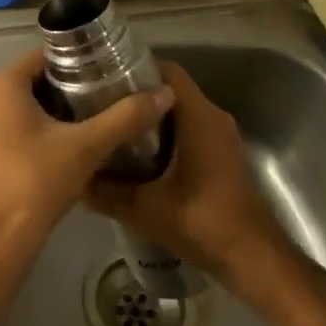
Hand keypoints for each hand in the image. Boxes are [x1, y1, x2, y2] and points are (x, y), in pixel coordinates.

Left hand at [0, 49, 174, 252]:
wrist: (0, 238)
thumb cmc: (38, 182)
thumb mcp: (88, 146)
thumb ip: (126, 116)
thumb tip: (165, 93)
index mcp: (1, 83)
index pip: (45, 55)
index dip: (79, 60)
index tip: (109, 69)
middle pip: (35, 77)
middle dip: (70, 84)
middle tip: (108, 92)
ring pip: (25, 100)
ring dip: (56, 105)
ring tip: (96, 112)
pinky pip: (13, 119)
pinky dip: (38, 123)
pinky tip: (70, 136)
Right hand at [88, 60, 293, 291]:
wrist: (252, 257)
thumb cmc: (202, 221)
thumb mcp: (144, 209)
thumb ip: (106, 192)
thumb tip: (74, 179)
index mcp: (198, 116)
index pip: (167, 71)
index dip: (134, 67)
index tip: (101, 76)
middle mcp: (212, 117)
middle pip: (170, 90)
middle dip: (135, 93)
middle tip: (98, 103)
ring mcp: (221, 136)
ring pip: (179, 111)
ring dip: (148, 116)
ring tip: (111, 126)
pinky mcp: (222, 155)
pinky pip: (189, 130)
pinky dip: (164, 134)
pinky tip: (136, 154)